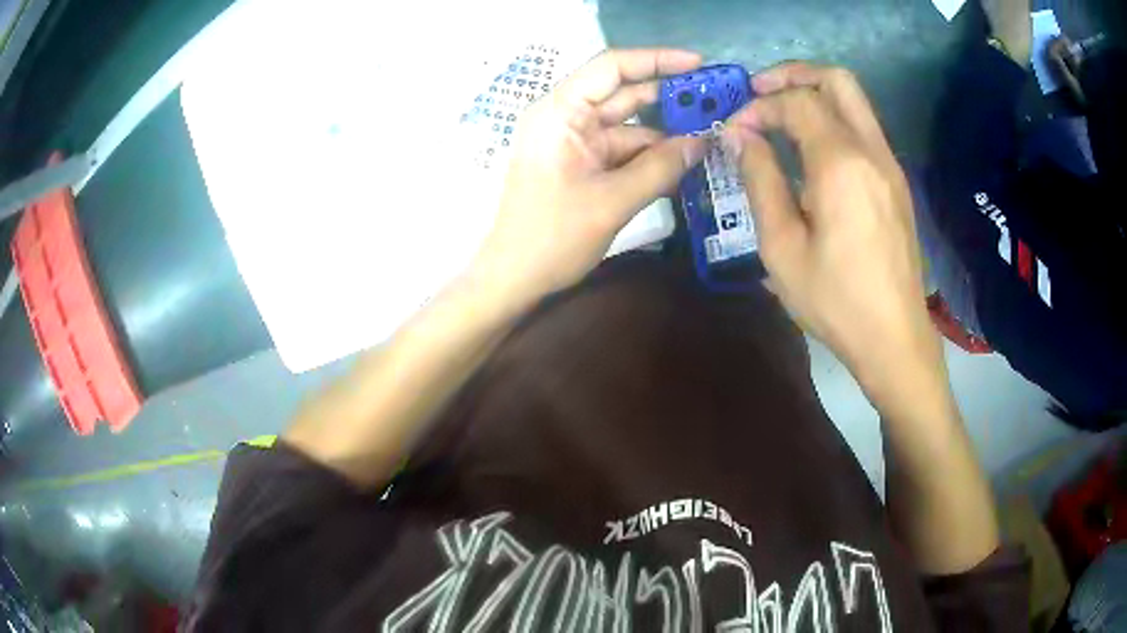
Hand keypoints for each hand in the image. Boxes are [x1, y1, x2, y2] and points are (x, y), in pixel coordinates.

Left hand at [470, 49, 706, 304]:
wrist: (514, 278)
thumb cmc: (552, 237)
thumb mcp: (612, 202)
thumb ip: (660, 168)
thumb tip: (703, 142)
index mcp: (560, 112)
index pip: (611, 67)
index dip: (657, 60)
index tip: (698, 64)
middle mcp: (567, 118)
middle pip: (623, 93)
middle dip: (669, 95)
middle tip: (716, 99)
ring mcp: (575, 142)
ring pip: (629, 125)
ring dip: (666, 132)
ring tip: (711, 134)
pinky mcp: (583, 164)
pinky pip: (623, 150)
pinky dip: (652, 155)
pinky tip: (685, 161)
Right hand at [723, 63, 935, 378]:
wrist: (894, 337)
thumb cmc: (834, 299)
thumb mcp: (782, 247)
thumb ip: (760, 180)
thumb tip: (739, 135)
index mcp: (841, 164)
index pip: (796, 103)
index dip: (759, 107)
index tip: (734, 130)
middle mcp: (871, 151)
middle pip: (836, 80)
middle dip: (793, 75)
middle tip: (760, 92)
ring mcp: (889, 165)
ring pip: (854, 101)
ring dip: (815, 95)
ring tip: (780, 115)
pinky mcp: (896, 182)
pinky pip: (863, 129)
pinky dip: (833, 121)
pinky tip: (811, 152)